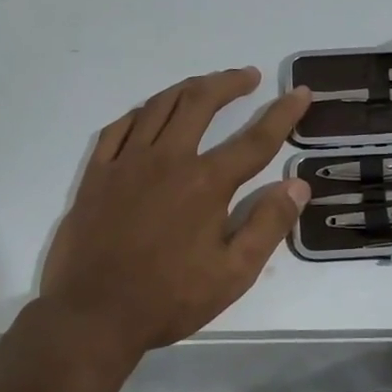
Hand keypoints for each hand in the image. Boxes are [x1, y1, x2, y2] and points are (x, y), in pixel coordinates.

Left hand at [40, 68, 312, 360]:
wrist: (92, 315)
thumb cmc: (168, 298)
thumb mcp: (233, 274)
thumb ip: (268, 225)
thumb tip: (297, 185)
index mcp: (206, 183)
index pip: (255, 139)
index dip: (282, 113)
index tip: (300, 92)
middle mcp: (167, 159)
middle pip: (200, 102)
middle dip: (229, 82)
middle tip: (248, 76)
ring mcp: (127, 162)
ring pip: (159, 106)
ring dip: (188, 88)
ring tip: (206, 85)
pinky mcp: (97, 173)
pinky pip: (119, 127)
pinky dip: (142, 112)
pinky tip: (150, 113)